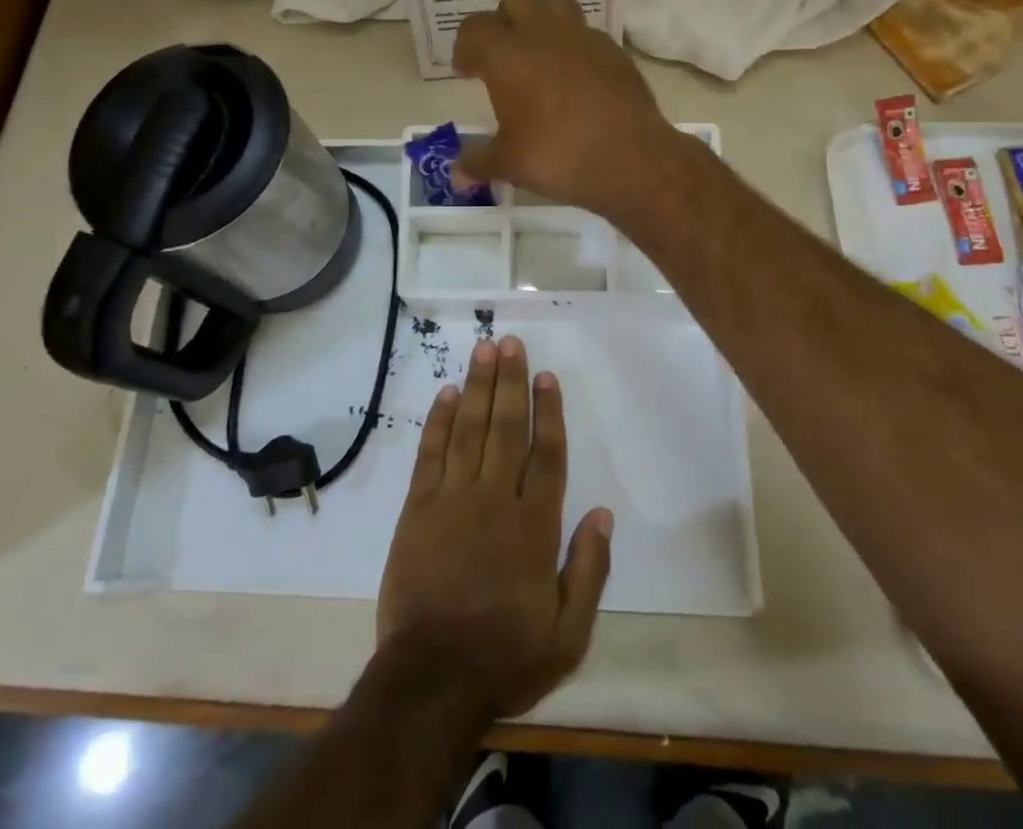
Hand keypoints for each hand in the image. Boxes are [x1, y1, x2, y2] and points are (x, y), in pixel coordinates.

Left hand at [376, 336, 613, 717]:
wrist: (433, 679)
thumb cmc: (506, 655)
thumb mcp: (568, 633)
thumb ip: (589, 570)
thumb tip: (603, 513)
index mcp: (534, 526)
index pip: (546, 454)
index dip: (548, 412)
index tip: (545, 377)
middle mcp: (495, 499)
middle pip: (506, 428)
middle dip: (510, 382)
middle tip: (510, 343)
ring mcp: (453, 499)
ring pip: (469, 429)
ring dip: (477, 386)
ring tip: (483, 350)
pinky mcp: (418, 508)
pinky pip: (431, 453)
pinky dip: (438, 421)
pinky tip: (446, 393)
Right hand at [451, 0, 677, 218]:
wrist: (630, 158)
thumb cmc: (558, 155)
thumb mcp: (509, 163)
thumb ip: (479, 161)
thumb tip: (456, 175)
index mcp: (508, 54)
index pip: (474, 29)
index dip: (465, 46)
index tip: (468, 71)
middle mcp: (543, 34)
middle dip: (505, 19)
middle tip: (504, 55)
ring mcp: (583, 37)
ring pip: (557, 5)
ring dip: (543, 22)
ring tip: (541, 56)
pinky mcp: (614, 50)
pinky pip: (588, 33)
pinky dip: (575, 46)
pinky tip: (577, 77)